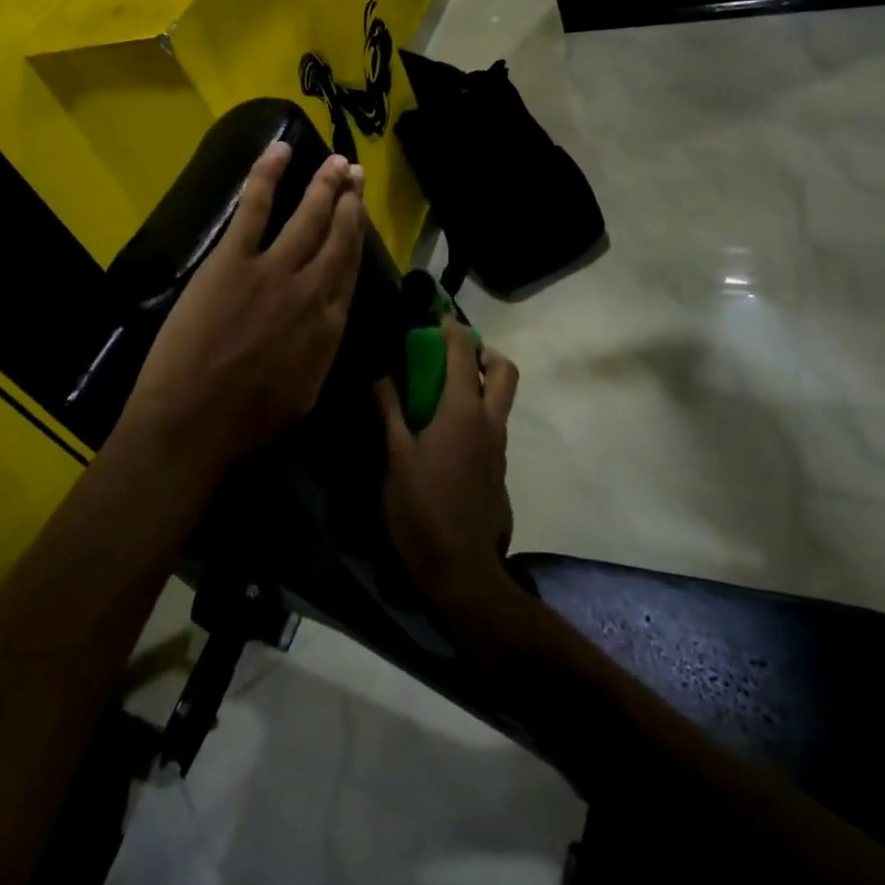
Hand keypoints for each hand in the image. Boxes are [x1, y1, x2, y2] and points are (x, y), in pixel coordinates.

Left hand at [122, 143, 366, 472]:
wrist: (196, 421)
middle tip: (356, 173)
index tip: (361, 213)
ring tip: (337, 161)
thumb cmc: (247, 421)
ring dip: (325, 184)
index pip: (350, 269)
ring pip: (309, 216)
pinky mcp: (235, 259)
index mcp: (330, 325)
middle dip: (349, 201)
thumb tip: (325, 327)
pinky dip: (268, 174)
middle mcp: (313, 289)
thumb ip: (321, 352)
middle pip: (339, 236)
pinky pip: (257, 206)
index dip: (358, 236)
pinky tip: (280, 149)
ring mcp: (275, 269)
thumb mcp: (305, 394)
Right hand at [376, 319, 520, 614]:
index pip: (463, 353)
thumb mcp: (394, 457)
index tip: (437, 317)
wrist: (461, 567)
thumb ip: (389, 411)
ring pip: (502, 398)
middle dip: (484, 352)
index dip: (452, 328)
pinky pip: (494, 424)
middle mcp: (489, 421)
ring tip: (444, 391)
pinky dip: (478, 411)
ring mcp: (499, 445)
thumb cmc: (421, 507)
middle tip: (455, 354)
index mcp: (462, 411)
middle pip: (504, 370)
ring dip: (481, 382)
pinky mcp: (499, 467)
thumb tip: (380, 377)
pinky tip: (446, 432)